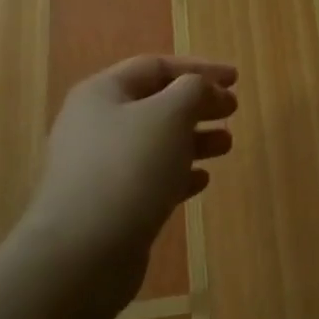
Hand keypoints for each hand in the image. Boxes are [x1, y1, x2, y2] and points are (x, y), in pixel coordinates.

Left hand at [28, 55, 237, 300]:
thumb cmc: (129, 168)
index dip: (198, 68)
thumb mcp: (169, 115)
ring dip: (193, 139)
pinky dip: (178, 174)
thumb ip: (193, 90)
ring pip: (154, 142)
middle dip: (197, 104)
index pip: (155, 66)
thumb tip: (202, 89)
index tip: (235, 79)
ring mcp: (99, 167)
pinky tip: (202, 181)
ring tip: (226, 145)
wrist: (83, 251)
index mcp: (102, 93)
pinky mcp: (108, 203)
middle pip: (154, 103)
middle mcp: (95, 124)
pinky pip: (149, 177)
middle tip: (233, 110)